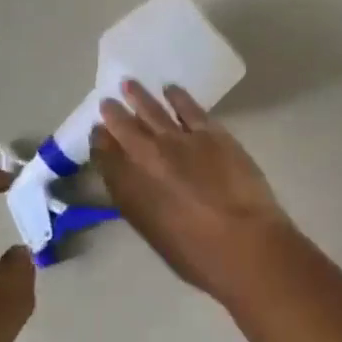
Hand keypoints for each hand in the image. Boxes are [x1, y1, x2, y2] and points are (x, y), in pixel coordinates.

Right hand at [92, 80, 297, 301]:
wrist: (244, 243)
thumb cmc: (199, 256)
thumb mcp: (156, 235)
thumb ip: (141, 205)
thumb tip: (137, 185)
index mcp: (129, 190)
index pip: (105, 157)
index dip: (100, 143)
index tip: (98, 134)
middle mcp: (147, 158)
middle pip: (124, 128)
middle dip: (114, 114)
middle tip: (108, 103)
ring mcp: (179, 141)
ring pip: (153, 110)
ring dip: (140, 97)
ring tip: (130, 85)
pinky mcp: (211, 133)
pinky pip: (189, 107)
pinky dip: (178, 97)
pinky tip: (171, 89)